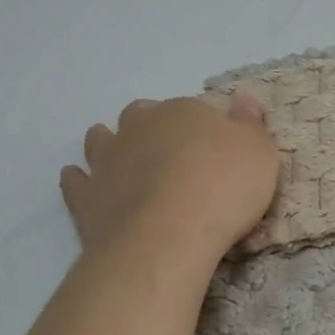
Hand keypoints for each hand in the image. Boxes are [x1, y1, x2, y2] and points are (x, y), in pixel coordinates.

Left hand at [60, 92, 278, 263]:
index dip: (200, 128)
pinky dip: (78, 181)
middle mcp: (140, 127)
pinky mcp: (86, 198)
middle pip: (140, 117)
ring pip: (101, 140)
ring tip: (122, 162)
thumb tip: (244, 98)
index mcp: (182, 112)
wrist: (168, 236)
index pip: (191, 110)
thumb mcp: (259, 152)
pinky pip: (75, 182)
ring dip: (109, 145)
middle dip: (150, 129)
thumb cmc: (223, 189)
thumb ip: (250, 124)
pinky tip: (82, 184)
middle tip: (168, 154)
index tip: (212, 150)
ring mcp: (108, 161)